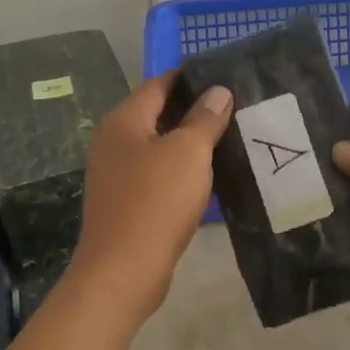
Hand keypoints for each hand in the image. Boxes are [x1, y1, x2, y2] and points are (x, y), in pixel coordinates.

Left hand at [69, 73, 231, 325]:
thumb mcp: (188, 152)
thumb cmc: (155, 201)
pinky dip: (181, 170)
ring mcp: (117, 173)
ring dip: (190, 143)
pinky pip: (158, 174)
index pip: (160, 84)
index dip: (191, 78)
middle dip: (195, 110)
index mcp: (124, 121)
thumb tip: (219, 91)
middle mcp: (114, 141)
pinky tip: (209, 176)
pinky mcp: (126, 202)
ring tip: (230, 138)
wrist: (122, 273)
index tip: (225, 77)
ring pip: (160, 146)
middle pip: (159, 114)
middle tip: (235, 108)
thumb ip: (205, 118)